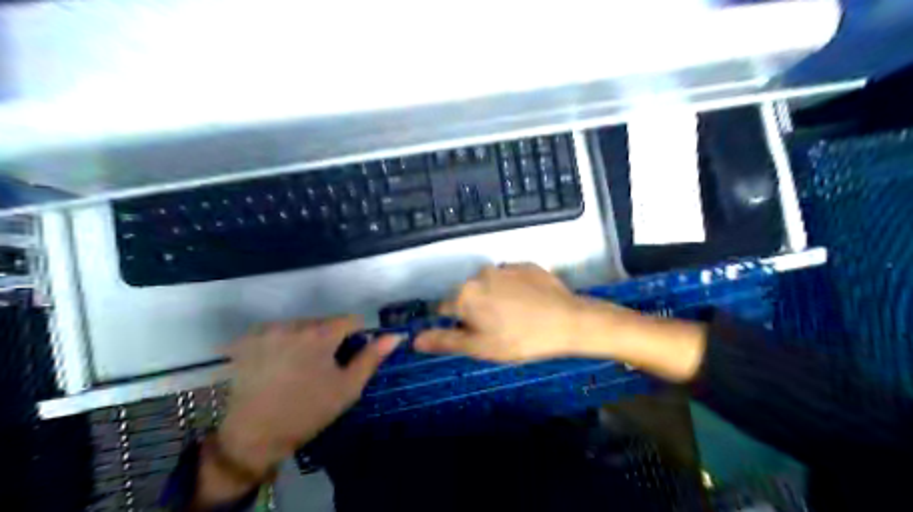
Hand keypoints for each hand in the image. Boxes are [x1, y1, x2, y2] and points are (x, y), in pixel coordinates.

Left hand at [215, 316, 399, 475]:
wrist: (253, 437)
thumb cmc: (308, 412)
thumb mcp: (348, 388)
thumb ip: (372, 357)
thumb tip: (395, 335)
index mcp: (320, 334)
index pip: (350, 319)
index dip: (356, 337)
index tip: (350, 357)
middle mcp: (292, 324)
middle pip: (323, 321)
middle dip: (329, 338)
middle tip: (324, 367)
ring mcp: (266, 331)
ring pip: (300, 326)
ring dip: (306, 339)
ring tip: (299, 368)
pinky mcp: (246, 340)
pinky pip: (276, 332)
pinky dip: (283, 342)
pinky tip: (278, 365)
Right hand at [415, 266, 599, 361]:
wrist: (569, 321)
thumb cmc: (520, 339)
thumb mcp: (480, 347)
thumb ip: (445, 341)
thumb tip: (414, 339)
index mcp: (465, 294)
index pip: (445, 310)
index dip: (458, 326)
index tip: (476, 336)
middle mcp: (480, 274)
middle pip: (468, 295)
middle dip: (476, 310)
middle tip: (498, 330)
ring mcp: (505, 266)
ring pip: (490, 285)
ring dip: (495, 298)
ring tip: (517, 317)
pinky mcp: (526, 264)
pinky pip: (511, 278)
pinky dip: (514, 289)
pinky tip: (530, 303)